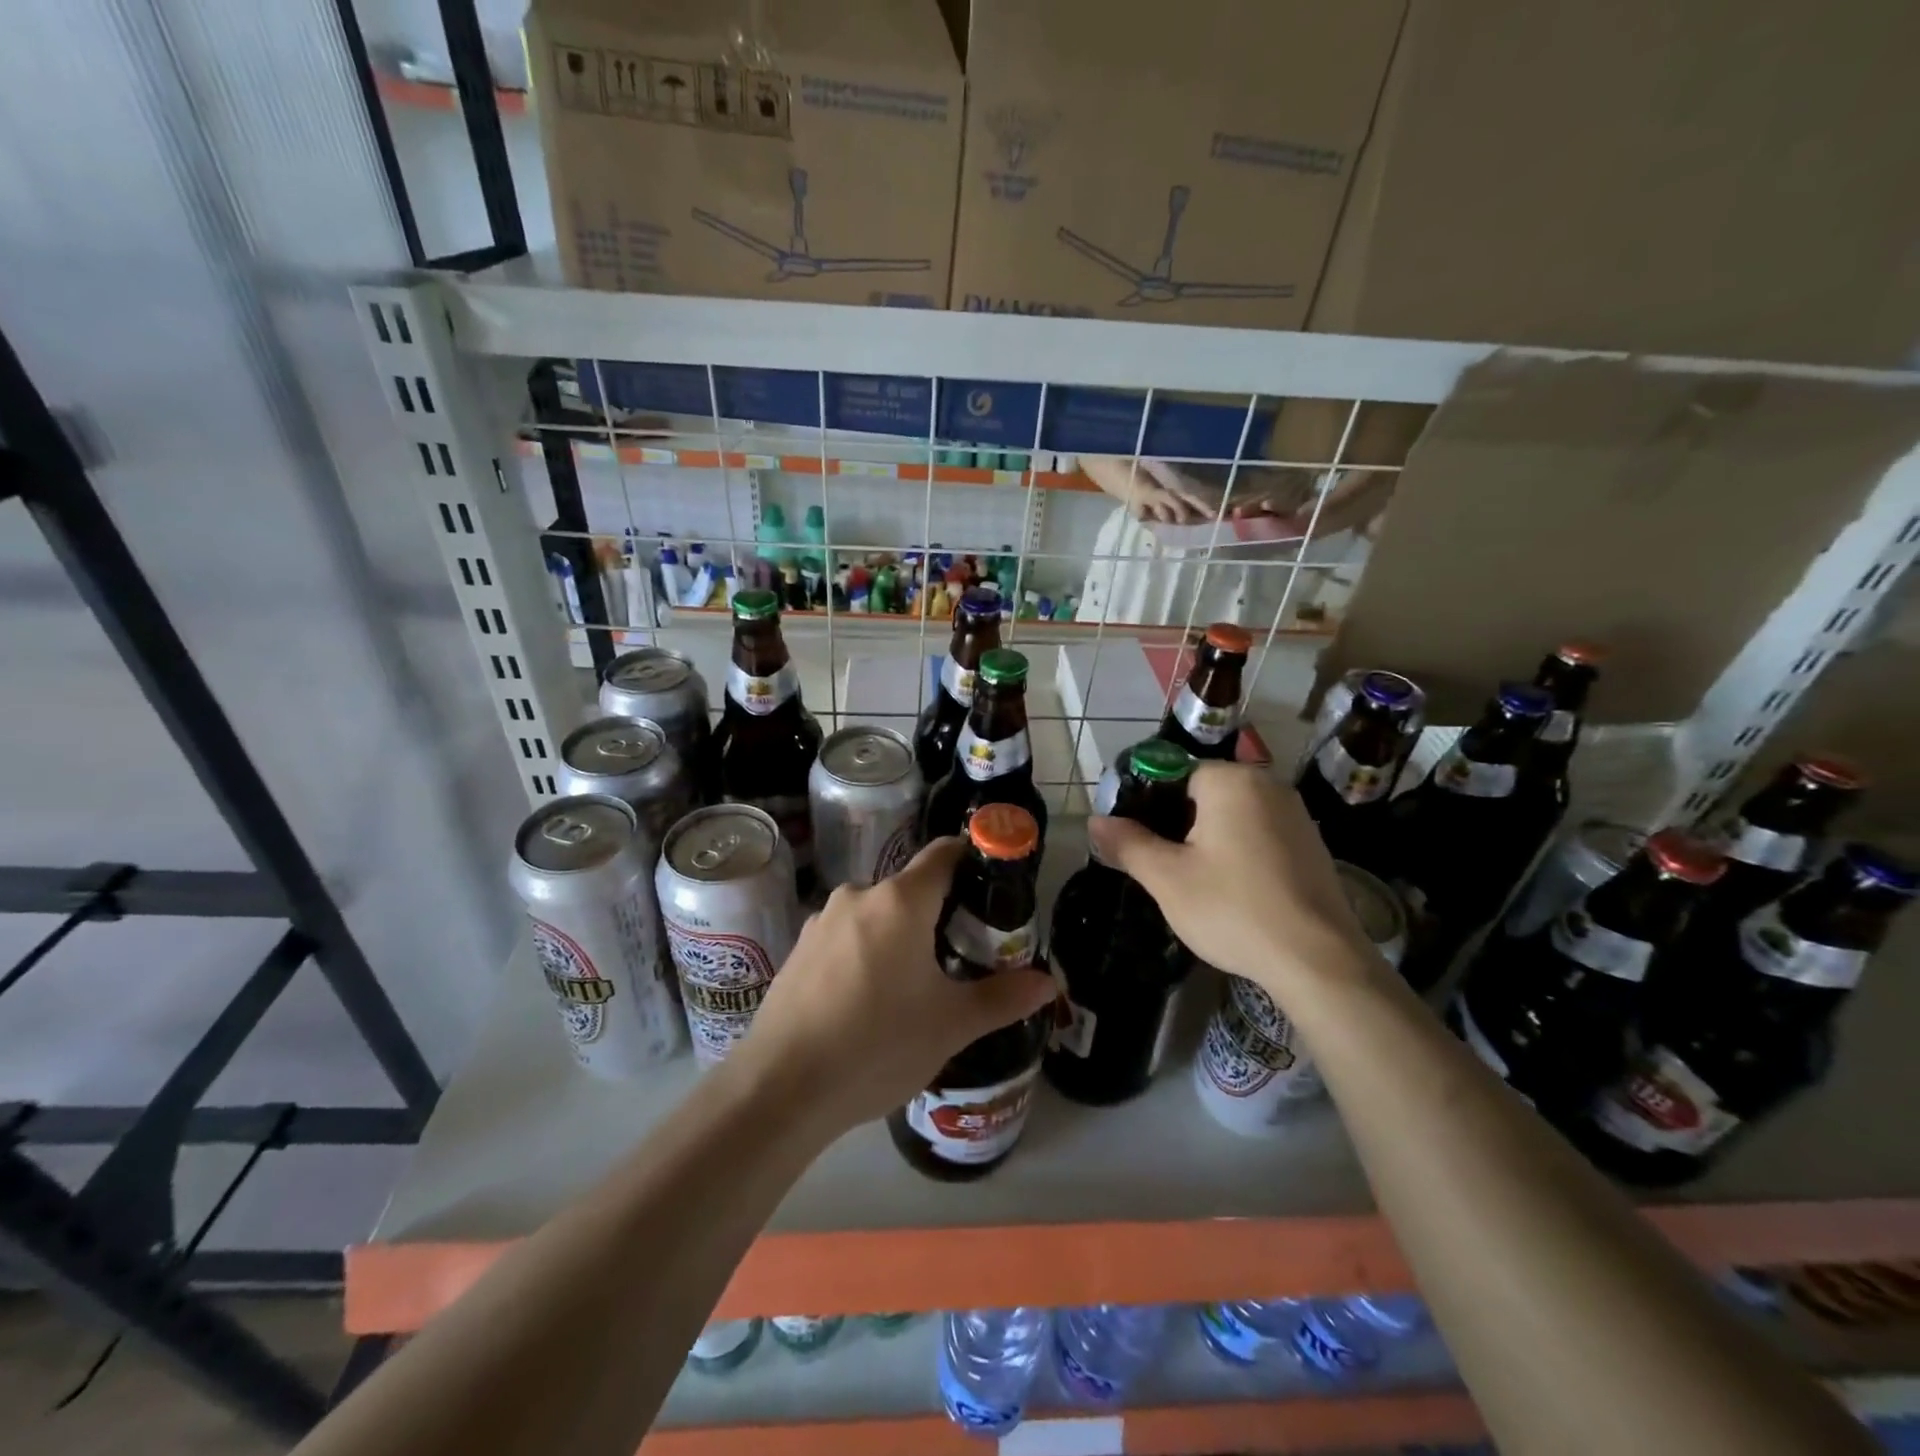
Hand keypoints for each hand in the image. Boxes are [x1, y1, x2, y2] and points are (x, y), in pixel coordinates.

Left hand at [733, 838, 1054, 1136]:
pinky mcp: (798, 949)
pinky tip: (871, 1001)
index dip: (973, 859)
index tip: (994, 886)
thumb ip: (1003, 998)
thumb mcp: (951, 1025)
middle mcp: (858, 895)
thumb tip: (1049, 983)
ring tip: (919, 984)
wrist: (780, 1089)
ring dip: (902, 935)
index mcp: (900, 900)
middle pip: (912, 888)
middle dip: (942, 912)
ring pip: (878, 914)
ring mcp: (821, 921)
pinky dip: (868, 953)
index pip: (944, 853)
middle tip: (967, 954)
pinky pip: (848, 937)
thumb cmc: (877, 1045)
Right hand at [1088, 763, 1379, 999]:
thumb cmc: (1234, 909)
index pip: (1174, 774)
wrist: (1318, 961)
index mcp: (1231, 780)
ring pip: (1233, 816)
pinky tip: (1235, 891)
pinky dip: (1240, 853)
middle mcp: (1268, 784)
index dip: (1149, 806)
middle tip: (1165, 868)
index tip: (1140, 843)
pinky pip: (1260, 835)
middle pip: (1205, 794)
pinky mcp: (1313, 844)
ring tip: (1196, 883)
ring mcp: (1296, 814)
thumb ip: (1128, 843)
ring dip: (1209, 841)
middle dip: (1179, 825)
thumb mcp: (1167, 878)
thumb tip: (1095, 821)